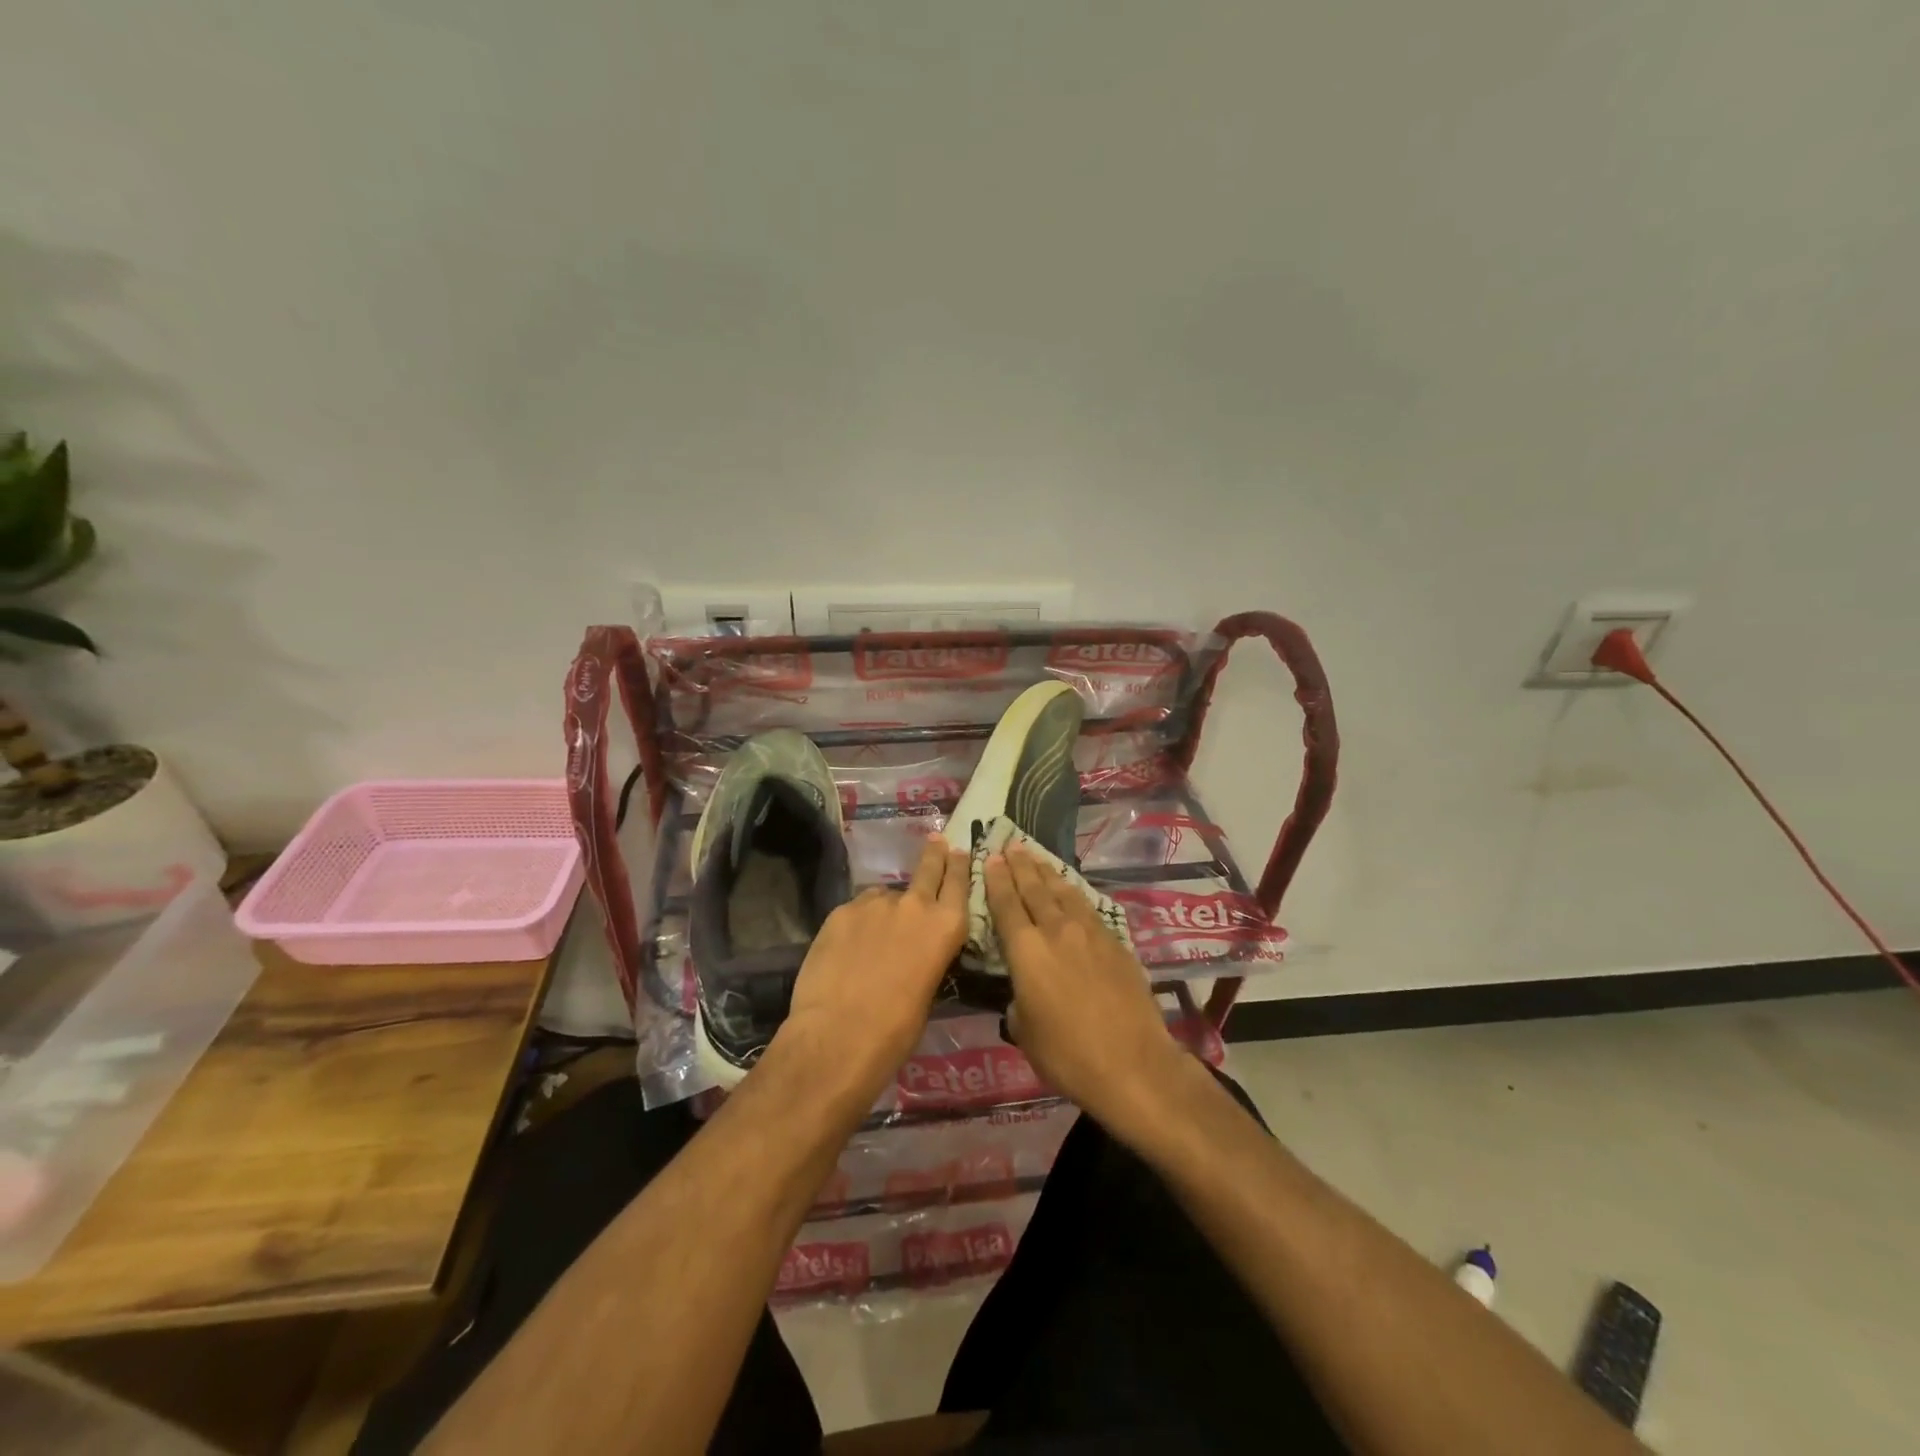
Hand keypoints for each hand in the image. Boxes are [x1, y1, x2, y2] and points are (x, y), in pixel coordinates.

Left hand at [769, 835, 969, 1110]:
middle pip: (927, 868)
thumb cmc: (896, 1031)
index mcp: (945, 927)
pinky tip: (849, 947)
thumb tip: (915, 952)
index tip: (958, 849)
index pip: (958, 882)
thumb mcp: (928, 992)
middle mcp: (914, 905)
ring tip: (875, 934)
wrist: (838, 1035)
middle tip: (936, 840)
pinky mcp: (840, 911)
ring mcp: (874, 904)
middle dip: (934, 854)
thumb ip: (927, 958)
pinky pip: (855, 911)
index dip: (958, 865)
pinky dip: (857, 923)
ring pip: (884, 896)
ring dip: (886, 907)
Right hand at [984, 846, 1187, 1129]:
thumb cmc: (1068, 1056)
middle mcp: (1056, 932)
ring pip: (1064, 893)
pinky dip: (1074, 894)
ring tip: (1037, 857)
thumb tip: (1022, 995)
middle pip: (1035, 890)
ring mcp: (1090, 934)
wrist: (1133, 1064)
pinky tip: (1072, 891)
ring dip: (1048, 873)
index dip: (997, 881)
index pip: (1006, 906)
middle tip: (1011, 846)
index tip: (991, 858)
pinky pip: (1088, 908)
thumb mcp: (1025, 1034)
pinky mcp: (1116, 943)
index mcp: (1026, 952)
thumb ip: (1018, 1004)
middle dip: (1020, 866)